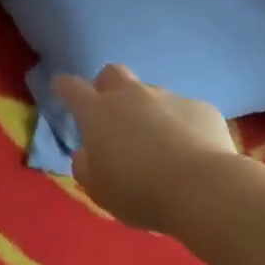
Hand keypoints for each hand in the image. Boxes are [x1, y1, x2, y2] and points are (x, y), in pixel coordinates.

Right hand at [53, 64, 236, 230]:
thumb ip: (85, 166)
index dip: (65, 87)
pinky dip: (182, 126)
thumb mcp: (98, 189)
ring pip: (151, 94)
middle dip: (107, 86)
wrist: (203, 189)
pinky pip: (185, 112)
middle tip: (111, 113)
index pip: (72, 88)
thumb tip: (87, 153)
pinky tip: (191, 151)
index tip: (61, 88)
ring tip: (158, 143)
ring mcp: (169, 97)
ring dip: (148, 111)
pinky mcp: (202, 108)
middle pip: (112, 73)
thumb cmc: (139, 191)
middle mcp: (131, 95)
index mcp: (97, 113)